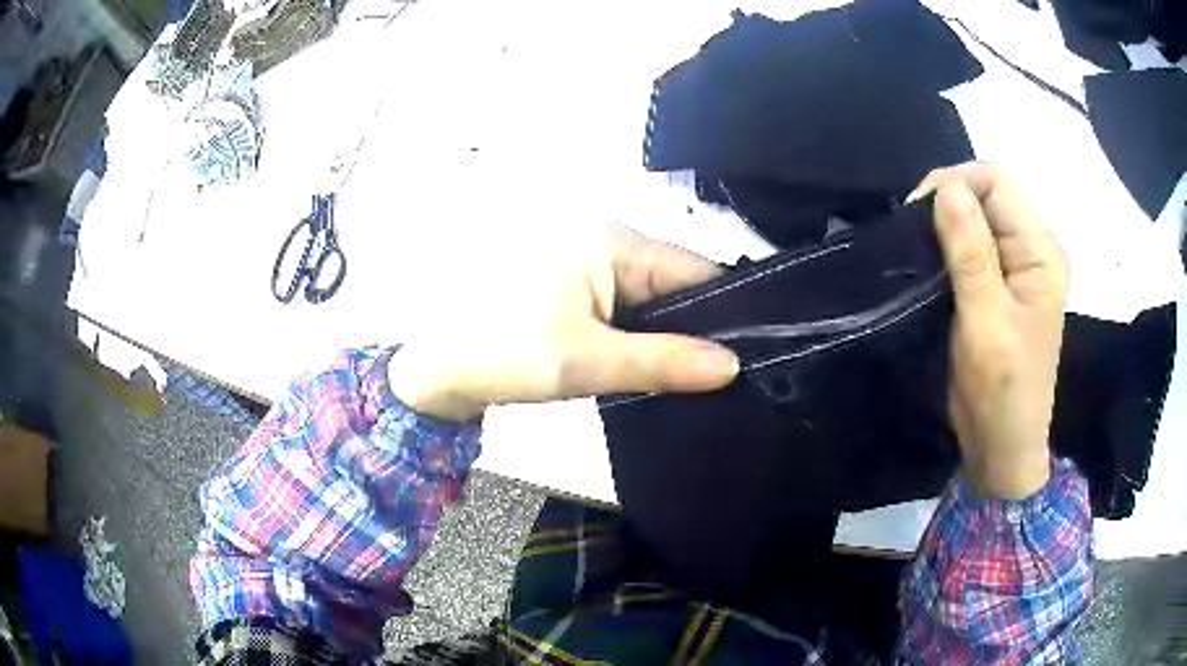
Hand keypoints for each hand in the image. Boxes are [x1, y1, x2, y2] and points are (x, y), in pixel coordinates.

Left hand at [387, 223, 739, 421]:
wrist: (434, 369)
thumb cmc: (505, 353)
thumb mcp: (589, 362)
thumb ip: (665, 362)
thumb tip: (732, 365)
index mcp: (609, 239)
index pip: (692, 269)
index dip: (727, 309)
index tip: (754, 351)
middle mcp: (601, 238)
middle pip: (671, 281)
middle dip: (696, 326)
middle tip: (725, 374)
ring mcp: (583, 260)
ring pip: (646, 297)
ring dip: (666, 333)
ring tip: (697, 374)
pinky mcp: (569, 284)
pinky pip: (619, 304)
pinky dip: (637, 332)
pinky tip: (654, 361)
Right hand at [908, 163, 1067, 500]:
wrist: (1002, 447)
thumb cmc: (1002, 390)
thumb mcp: (986, 321)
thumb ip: (971, 252)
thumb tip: (947, 187)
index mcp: (1040, 252)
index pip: (996, 183)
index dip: (955, 184)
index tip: (916, 214)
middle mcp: (1032, 250)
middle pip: (986, 196)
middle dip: (946, 204)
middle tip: (911, 237)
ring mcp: (1016, 269)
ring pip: (976, 220)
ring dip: (943, 228)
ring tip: (915, 252)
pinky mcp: (1000, 287)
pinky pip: (971, 248)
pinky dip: (946, 249)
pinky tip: (928, 266)